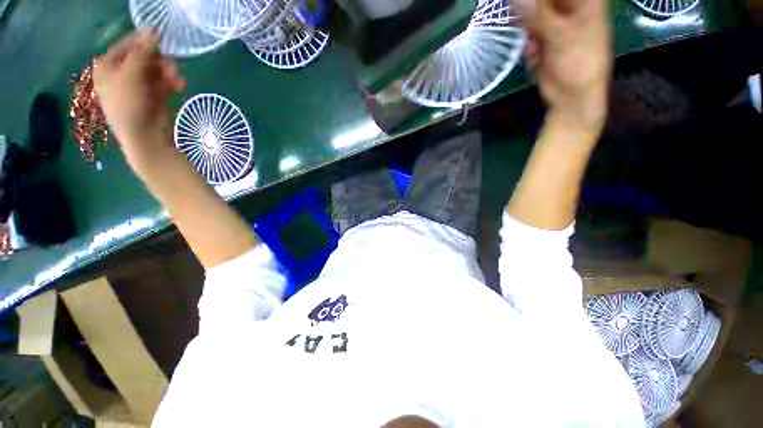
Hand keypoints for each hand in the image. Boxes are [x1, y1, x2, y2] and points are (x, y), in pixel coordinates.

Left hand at [94, 30, 186, 170]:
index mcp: (107, 66)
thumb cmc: (130, 107)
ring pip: (157, 68)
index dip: (144, 41)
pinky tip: (179, 87)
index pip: (127, 44)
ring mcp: (138, 84)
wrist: (146, 139)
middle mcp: (121, 73)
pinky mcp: (154, 94)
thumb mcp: (131, 75)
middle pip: (144, 55)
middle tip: (171, 67)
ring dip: (169, 72)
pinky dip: (172, 82)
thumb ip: (142, 52)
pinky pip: (164, 81)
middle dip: (160, 60)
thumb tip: (153, 29)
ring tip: (177, 81)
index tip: (162, 39)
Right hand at [522, 0, 611, 131]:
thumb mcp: (561, 36)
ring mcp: (557, 23)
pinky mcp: (545, 39)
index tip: (527, 6)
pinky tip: (533, 52)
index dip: (541, 1)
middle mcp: (571, 7)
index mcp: (586, 0)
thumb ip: (537, 15)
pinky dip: (528, 41)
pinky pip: (529, 30)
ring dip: (527, 25)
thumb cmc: (579, 64)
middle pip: (545, 1)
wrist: (572, 97)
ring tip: (533, 41)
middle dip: (531, 8)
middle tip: (531, 28)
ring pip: (535, 12)